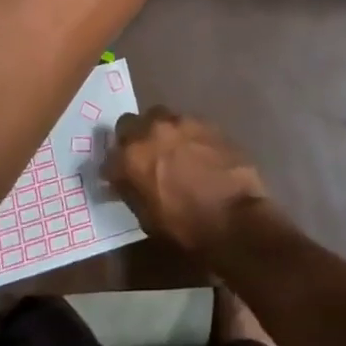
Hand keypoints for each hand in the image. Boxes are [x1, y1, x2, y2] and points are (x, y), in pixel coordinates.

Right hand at [104, 107, 270, 258]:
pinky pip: (186, 123)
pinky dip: (185, 135)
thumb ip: (131, 191)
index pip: (108, 157)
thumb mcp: (148, 218)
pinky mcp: (206, 121)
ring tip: (170, 151)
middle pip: (130, 123)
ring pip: (160, 117)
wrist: (236, 217)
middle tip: (142, 156)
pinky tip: (195, 152)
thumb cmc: (187, 227)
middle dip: (132, 138)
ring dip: (159, 132)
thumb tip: (123, 181)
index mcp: (132, 157)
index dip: (113, 168)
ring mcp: (181, 121)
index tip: (117, 177)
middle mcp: (152, 130)